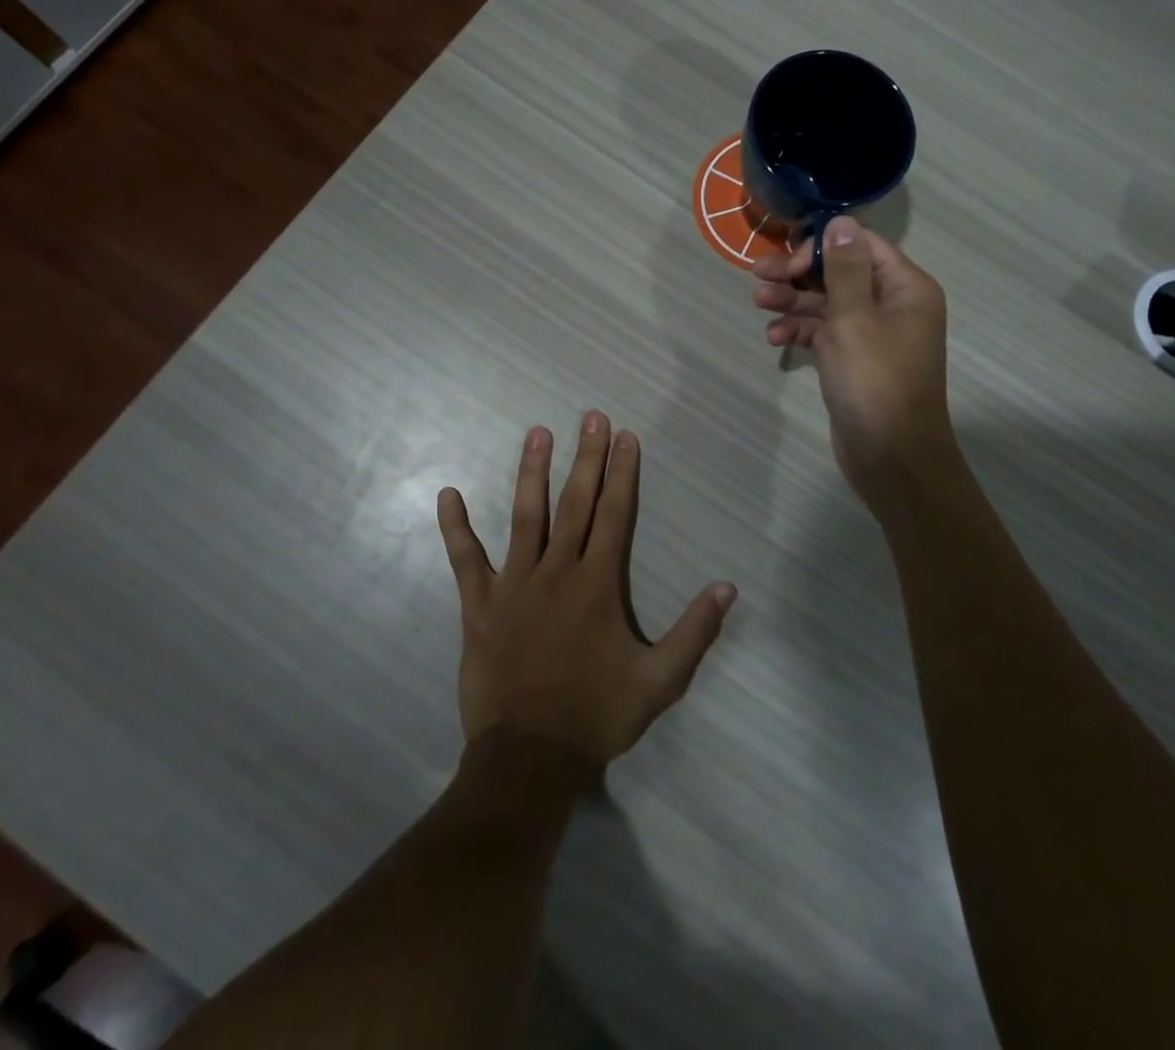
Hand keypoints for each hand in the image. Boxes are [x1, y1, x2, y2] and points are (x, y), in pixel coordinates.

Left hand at [436, 413, 736, 770]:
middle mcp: (557, 572)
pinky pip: (465, 560)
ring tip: (538, 433)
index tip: (625, 437)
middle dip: (586, 458)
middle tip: (591, 417)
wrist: (529, 758)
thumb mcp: (660, 681)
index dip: (622, 473)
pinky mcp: (479, 605)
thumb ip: (695, 632)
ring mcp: (513, 585)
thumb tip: (727, 587)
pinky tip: (447, 494)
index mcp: (598, 584)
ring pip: (524, 517)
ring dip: (532, 473)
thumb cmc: (597, 716)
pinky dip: (455, 528)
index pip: (615, 514)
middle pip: (575, 503)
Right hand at [753, 217, 954, 513]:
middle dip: (798, 274)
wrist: (891, 456)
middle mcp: (892, 305)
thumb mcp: (855, 319)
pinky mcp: (853, 360)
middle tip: (757, 276)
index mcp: (905, 287)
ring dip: (792, 302)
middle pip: (839, 274)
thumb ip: (844, 269)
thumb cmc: (875, 381)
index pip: (861, 246)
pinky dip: (800, 332)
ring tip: (758, 303)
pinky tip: (774, 338)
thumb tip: (840, 221)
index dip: (822, 246)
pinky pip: (824, 334)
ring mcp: (872, 335)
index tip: (788, 260)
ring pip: (827, 304)